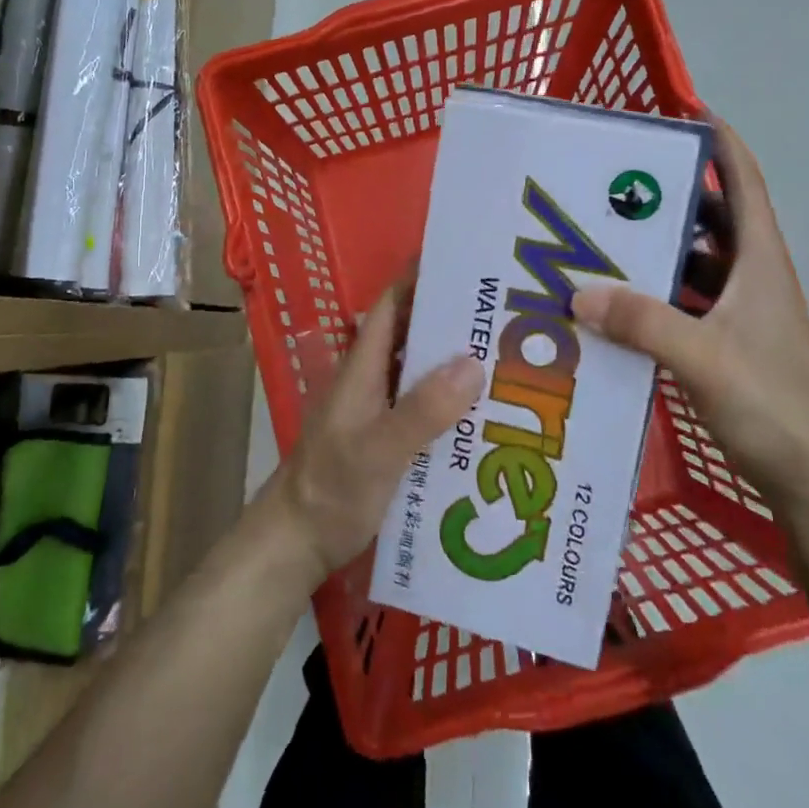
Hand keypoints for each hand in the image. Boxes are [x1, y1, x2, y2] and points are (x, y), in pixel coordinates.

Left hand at [271, 281, 483, 579]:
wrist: (296, 544)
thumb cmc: (330, 490)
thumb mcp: (378, 450)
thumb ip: (422, 410)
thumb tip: (473, 363)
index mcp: (364, 368)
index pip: (392, 305)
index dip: (422, 278)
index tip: (468, 263)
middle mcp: (373, 380)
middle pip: (414, 335)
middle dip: (454, 320)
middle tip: (509, 313)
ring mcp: (380, 410)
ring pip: (422, 372)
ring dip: (457, 362)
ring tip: (512, 357)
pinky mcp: (389, 439)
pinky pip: (426, 407)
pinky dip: (453, 402)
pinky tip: (488, 413)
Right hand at [571, 117, 808, 510]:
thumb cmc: (774, 405)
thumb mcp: (705, 359)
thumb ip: (644, 323)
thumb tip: (579, 291)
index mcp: (758, 261)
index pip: (743, 181)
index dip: (719, 141)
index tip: (681, 111)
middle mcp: (749, 276)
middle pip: (708, 216)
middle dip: (664, 194)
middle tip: (609, 183)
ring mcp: (737, 311)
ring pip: (691, 261)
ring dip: (654, 247)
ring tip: (598, 236)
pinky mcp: (723, 342)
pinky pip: (681, 300)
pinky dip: (651, 292)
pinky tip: (612, 300)